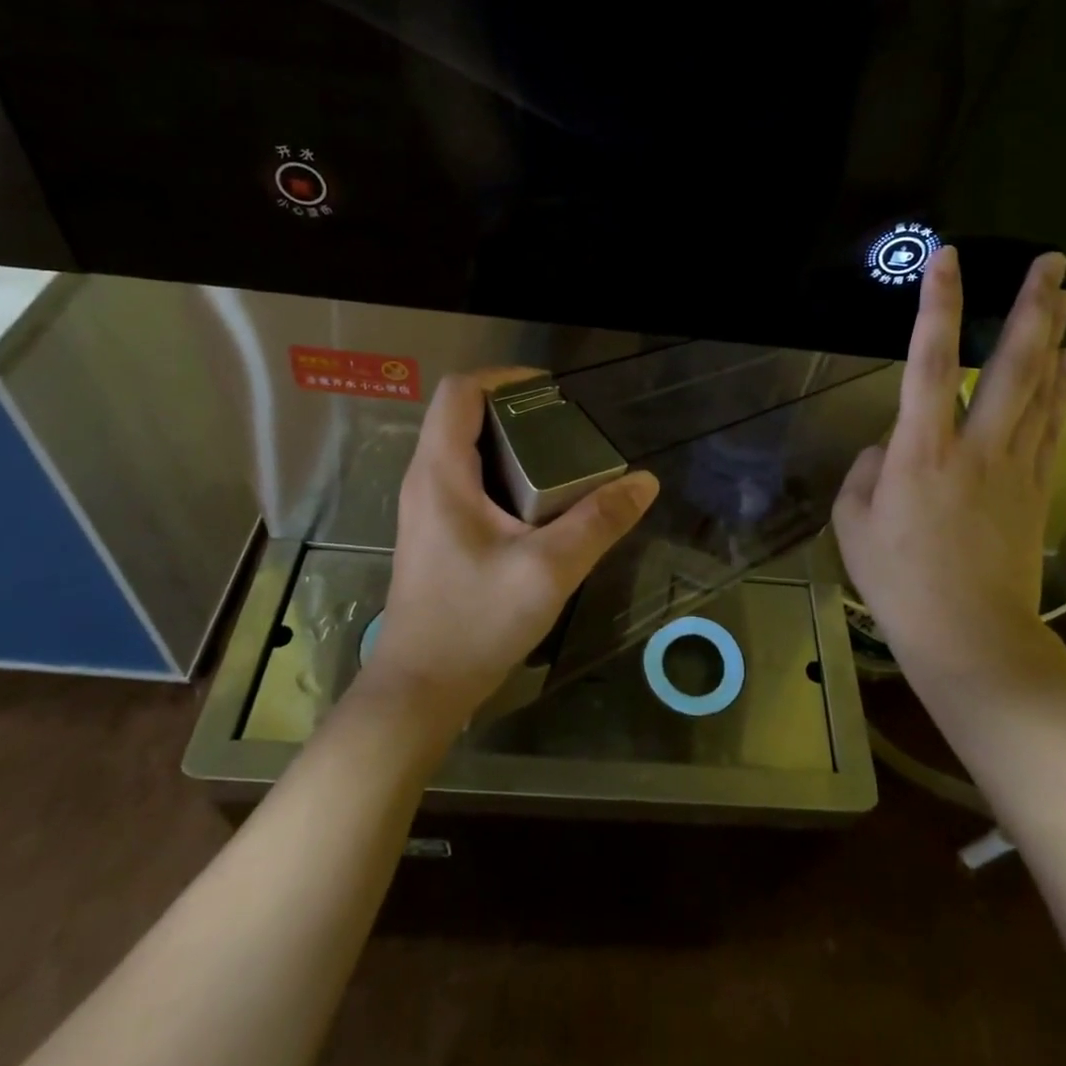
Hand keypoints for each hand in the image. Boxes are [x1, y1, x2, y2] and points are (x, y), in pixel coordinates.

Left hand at [360, 369, 659, 727]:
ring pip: (466, 447)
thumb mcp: (548, 570)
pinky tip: (540, 502)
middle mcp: (426, 479)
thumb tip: (644, 482)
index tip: (552, 391)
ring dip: (512, 442)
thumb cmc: (476, 622)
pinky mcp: (436, 530)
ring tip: (563, 458)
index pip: (459, 391)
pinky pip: (468, 478)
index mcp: (441, 473)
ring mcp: (427, 506)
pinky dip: (504, 471)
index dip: (504, 377)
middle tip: (568, 428)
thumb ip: (598, 522)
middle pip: (464, 415)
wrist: (421, 689)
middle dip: (517, 410)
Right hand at [833, 247, 1065, 698]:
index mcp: (920, 452)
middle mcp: (974, 447)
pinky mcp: (1037, 490)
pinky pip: (1051, 426)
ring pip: (1040, 389)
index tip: (947, 261)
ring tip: (1065, 293)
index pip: (929, 362)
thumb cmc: (899, 583)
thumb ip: (867, 472)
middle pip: (1011, 366)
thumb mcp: (853, 523)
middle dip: (1030, 309)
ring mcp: (1014, 467)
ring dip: (1054, 336)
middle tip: (1052, 263)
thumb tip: (890, 447)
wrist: (971, 638)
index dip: (937, 307)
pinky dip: (1064, 388)